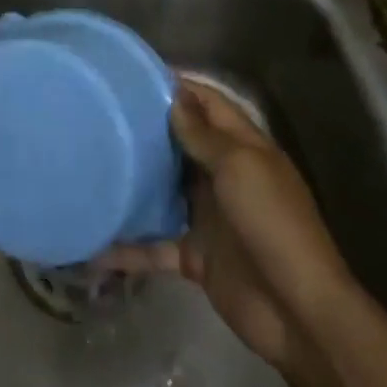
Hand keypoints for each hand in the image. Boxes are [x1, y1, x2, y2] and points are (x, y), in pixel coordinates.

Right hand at [102, 78, 356, 379]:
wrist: (297, 312)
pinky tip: (92, 244)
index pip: (209, 104)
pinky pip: (154, 246)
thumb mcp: (240, 167)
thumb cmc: (271, 224)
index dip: (179, 86)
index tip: (135, 74)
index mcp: (243, 149)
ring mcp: (208, 217)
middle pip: (181, 143)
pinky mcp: (194, 255)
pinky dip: (127, 247)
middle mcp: (224, 177)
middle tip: (101, 112)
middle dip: (147, 128)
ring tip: (89, 162)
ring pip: (164, 191)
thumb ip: (204, 135)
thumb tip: (174, 98)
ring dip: (134, 183)